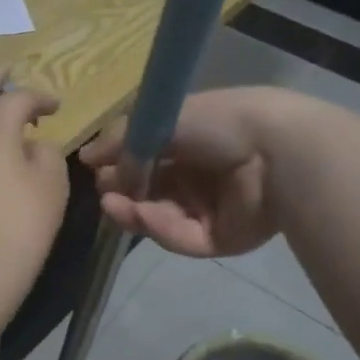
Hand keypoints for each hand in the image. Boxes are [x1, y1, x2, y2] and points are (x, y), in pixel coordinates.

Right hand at [80, 88, 292, 257]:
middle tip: (104, 191)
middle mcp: (197, 175)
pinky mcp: (218, 239)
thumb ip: (121, 140)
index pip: (146, 158)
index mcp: (190, 142)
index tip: (96, 169)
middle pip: (149, 191)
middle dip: (122, 191)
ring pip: (159, 217)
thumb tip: (84, 157)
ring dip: (134, 211)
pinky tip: (142, 215)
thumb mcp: (161, 121)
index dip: (120, 164)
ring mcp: (208, 209)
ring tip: (114, 205)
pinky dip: (160, 227)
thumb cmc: (218, 123)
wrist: (274, 151)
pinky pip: (181, 237)